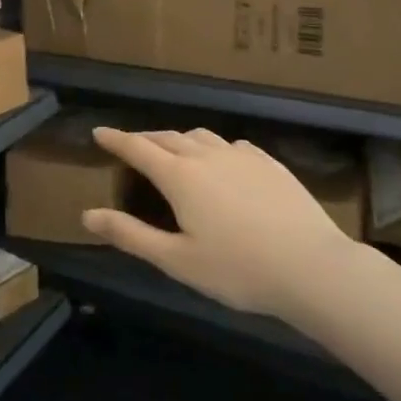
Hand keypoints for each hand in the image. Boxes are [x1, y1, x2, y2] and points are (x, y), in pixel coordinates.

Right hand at [82, 127, 356, 316]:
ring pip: (202, 136)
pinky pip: (233, 145)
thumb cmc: (237, 269)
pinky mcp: (270, 165)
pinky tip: (222, 161)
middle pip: (168, 137)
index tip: (98, 132)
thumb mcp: (176, 259)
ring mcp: (243, 157)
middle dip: (145, 138)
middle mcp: (207, 156)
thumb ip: (130, 234)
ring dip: (179, 139)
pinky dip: (214, 147)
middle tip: (130, 144)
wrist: (313, 268)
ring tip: (173, 151)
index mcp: (180, 177)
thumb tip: (87, 215)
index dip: (115, 139)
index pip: (138, 148)